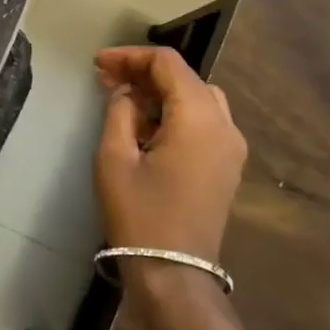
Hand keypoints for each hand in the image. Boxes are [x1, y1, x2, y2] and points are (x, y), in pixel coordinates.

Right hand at [94, 46, 247, 264]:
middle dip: (144, 73)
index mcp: (198, 117)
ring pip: (197, 98)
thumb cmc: (139, 213)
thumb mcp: (115, 157)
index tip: (98, 63)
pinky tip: (146, 127)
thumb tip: (127, 93)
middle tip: (105, 80)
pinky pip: (204, 122)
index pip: (168, 64)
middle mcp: (224, 125)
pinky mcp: (227, 166)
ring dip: (161, 92)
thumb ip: (120, 112)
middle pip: (185, 78)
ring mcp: (231, 147)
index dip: (130, 56)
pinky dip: (175, 113)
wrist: (174, 273)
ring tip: (124, 99)